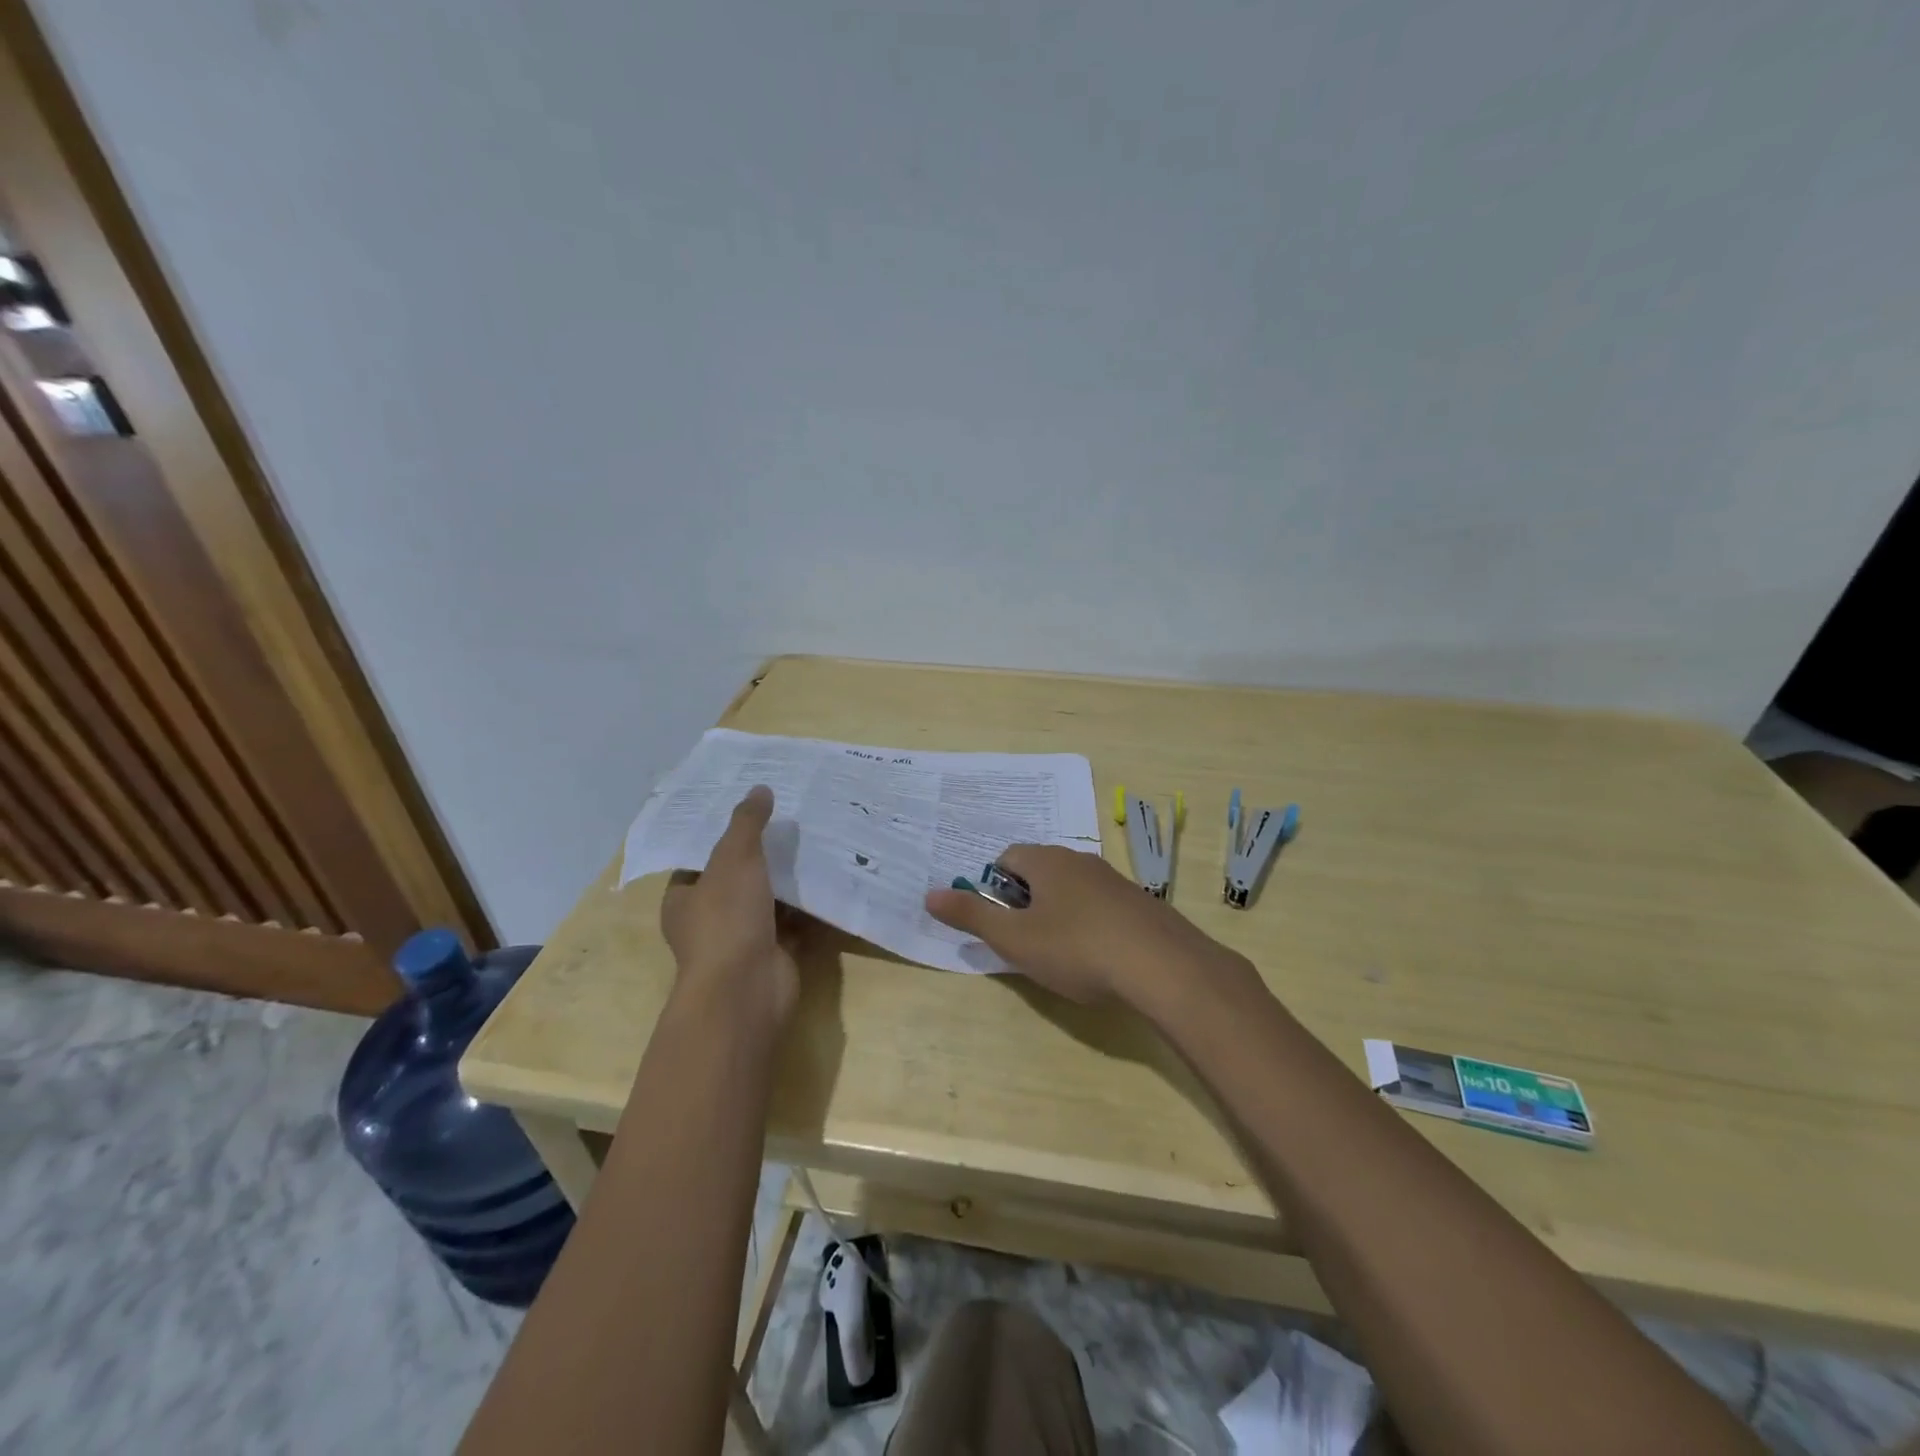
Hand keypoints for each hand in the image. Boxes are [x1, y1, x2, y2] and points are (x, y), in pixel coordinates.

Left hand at [660, 786, 798, 1028]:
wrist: (747, 989)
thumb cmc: (727, 919)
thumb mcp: (733, 859)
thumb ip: (746, 823)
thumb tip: (759, 788)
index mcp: (685, 899)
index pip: (701, 859)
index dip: (723, 834)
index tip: (752, 808)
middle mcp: (710, 919)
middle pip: (738, 877)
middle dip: (763, 854)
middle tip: (792, 819)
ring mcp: (744, 939)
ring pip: (770, 900)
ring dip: (790, 879)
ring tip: (816, 840)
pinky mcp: (776, 953)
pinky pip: (796, 922)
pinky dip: (811, 906)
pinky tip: (830, 877)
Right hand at [924, 844, 1246, 1008]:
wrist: (1163, 966)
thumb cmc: (1077, 949)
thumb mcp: (1015, 939)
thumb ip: (971, 916)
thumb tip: (929, 894)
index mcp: (1048, 861)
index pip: (1007, 857)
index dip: (994, 888)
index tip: (999, 922)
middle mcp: (1081, 860)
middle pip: (1040, 871)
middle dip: (1026, 901)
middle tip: (1025, 941)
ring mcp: (1114, 880)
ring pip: (1072, 889)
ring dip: (1058, 913)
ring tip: (1060, 954)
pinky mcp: (1140, 903)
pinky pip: (1101, 905)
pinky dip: (1089, 924)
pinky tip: (1098, 958)